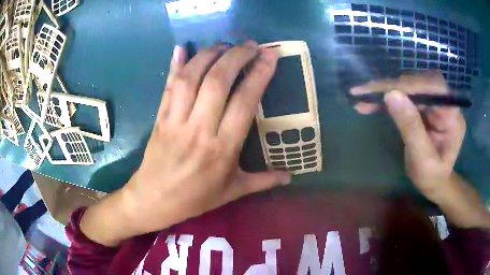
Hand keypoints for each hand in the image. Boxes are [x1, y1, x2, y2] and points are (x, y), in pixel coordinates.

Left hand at [80, 41, 290, 245]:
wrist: (154, 200)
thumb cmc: (195, 198)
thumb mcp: (233, 192)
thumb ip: (263, 181)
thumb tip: (290, 177)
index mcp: (222, 149)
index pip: (244, 102)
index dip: (259, 74)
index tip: (269, 56)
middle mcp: (199, 129)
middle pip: (217, 81)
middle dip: (236, 56)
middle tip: (250, 44)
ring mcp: (175, 120)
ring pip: (191, 77)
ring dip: (209, 54)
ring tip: (224, 44)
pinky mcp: (160, 117)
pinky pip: (168, 85)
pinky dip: (175, 64)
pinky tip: (181, 47)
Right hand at [350, 71, 465, 202]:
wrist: (434, 182)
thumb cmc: (431, 177)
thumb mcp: (422, 158)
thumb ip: (411, 127)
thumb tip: (391, 95)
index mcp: (452, 116)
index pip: (434, 88)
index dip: (410, 85)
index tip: (384, 91)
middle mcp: (444, 103)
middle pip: (419, 83)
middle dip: (392, 86)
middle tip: (365, 92)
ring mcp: (434, 103)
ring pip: (409, 87)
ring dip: (386, 91)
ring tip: (363, 97)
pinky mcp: (424, 106)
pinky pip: (405, 96)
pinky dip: (387, 99)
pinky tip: (370, 103)